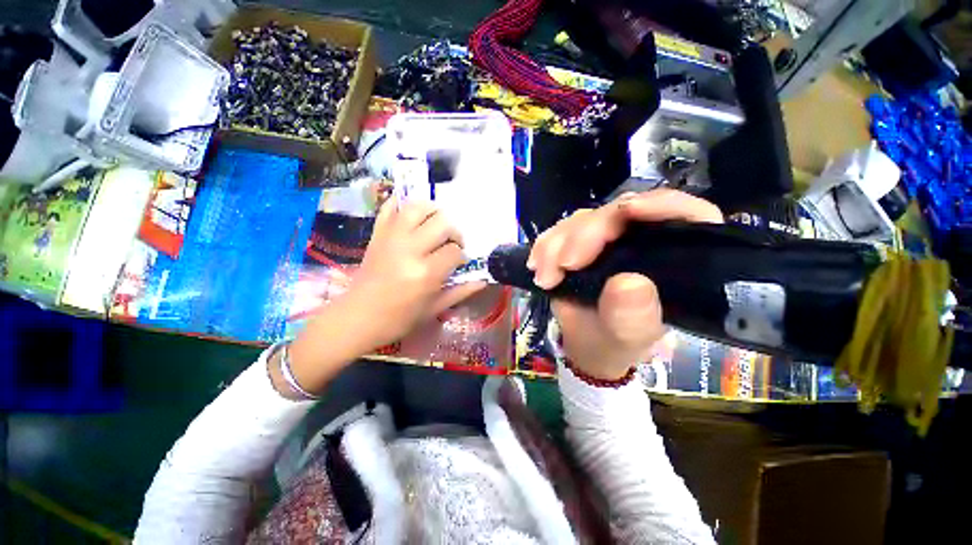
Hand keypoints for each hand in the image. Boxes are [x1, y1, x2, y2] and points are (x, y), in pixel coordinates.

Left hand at [346, 200, 486, 348]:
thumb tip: (483, 280)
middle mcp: (409, 249)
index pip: (454, 251)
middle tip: (451, 244)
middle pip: (442, 223)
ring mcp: (390, 238)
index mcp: (425, 273)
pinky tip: (412, 212)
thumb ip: (460, 292)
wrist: (357, 318)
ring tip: (436, 225)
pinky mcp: (377, 234)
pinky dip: (401, 203)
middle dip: (454, 232)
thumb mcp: (434, 309)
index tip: (458, 263)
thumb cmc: (398, 319)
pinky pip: (389, 207)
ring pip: (418, 208)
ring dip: (434, 212)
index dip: (461, 256)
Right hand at [528, 189, 722, 380]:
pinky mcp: (581, 241)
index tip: (628, 211)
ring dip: (558, 243)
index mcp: (677, 259)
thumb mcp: (629, 337)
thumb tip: (629, 282)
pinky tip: (537, 265)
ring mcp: (609, 237)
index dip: (662, 205)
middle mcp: (644, 239)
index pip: (688, 215)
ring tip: (545, 277)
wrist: (587, 345)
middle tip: (563, 266)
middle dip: (586, 235)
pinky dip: (546, 245)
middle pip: (620, 213)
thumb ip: (633, 316)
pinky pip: (560, 231)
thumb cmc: (617, 343)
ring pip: (584, 220)